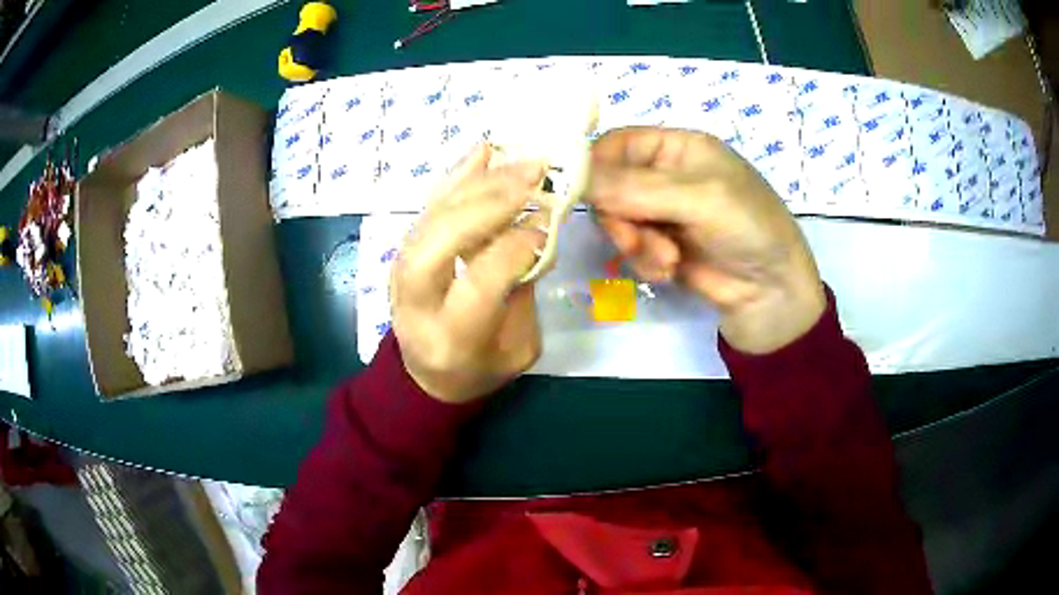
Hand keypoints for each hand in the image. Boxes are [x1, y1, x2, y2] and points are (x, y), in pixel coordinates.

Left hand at [391, 144, 547, 403]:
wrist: (424, 373)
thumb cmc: (478, 368)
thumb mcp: (517, 351)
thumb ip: (523, 295)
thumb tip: (534, 231)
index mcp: (452, 339)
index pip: (480, 282)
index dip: (514, 249)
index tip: (547, 226)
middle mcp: (417, 302)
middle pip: (442, 242)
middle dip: (489, 203)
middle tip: (533, 175)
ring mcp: (401, 272)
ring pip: (432, 217)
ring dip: (478, 183)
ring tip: (519, 160)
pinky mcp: (403, 251)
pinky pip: (428, 207)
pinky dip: (456, 176)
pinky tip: (484, 151)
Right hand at [587, 127, 825, 353]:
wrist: (772, 293)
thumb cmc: (749, 228)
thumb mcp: (699, 198)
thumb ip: (637, 187)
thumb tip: (573, 177)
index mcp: (676, 147)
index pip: (617, 144)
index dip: (596, 166)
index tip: (586, 196)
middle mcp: (664, 174)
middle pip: (609, 185)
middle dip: (620, 218)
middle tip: (635, 242)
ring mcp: (661, 211)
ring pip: (616, 220)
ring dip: (634, 244)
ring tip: (667, 262)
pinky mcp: (659, 245)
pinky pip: (629, 247)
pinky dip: (643, 261)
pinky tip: (669, 271)